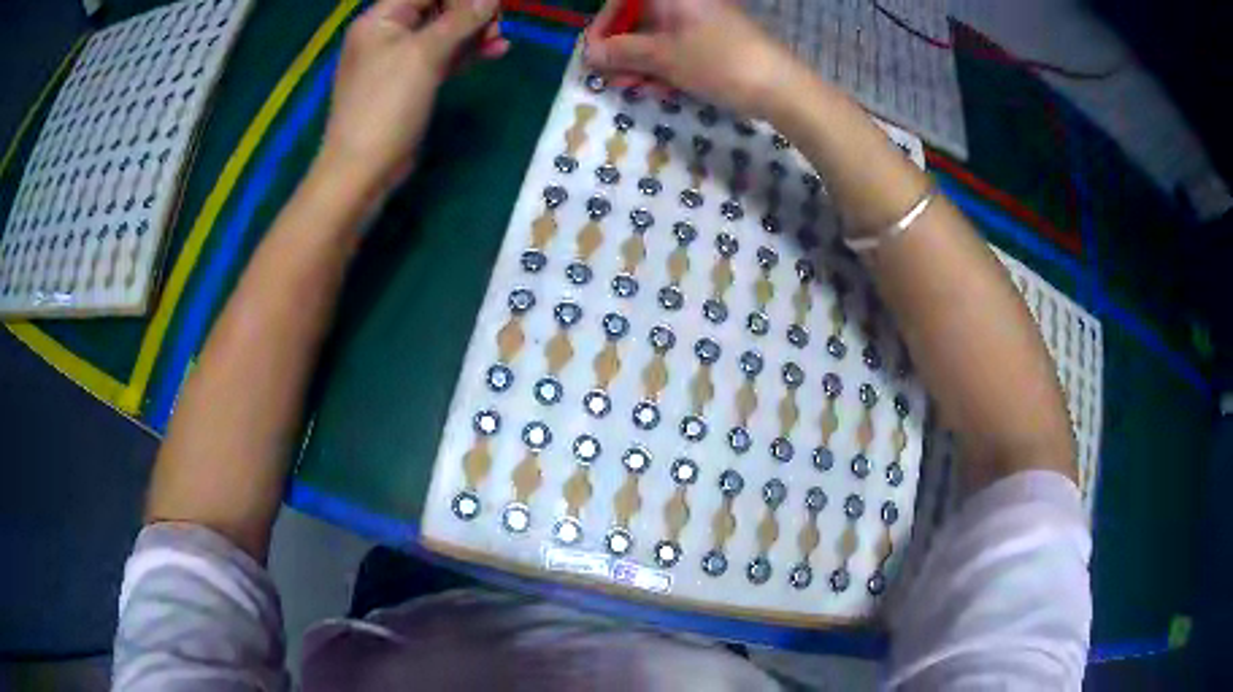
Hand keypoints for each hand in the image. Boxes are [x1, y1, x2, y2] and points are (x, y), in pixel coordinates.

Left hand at [319, 0, 508, 194]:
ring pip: (443, 31)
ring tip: (501, 39)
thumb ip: (460, 19)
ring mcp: (398, 59)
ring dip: (474, 31)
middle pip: (437, 6)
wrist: (362, 170)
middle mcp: (387, 33)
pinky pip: (442, 56)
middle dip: (471, 10)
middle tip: (499, 21)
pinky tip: (495, 50)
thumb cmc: (385, 106)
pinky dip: (466, 52)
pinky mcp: (410, 82)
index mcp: (380, 19)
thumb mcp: (424, 55)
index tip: (494, 3)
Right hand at [583, 0, 803, 119]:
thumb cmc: (718, 62)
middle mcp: (686, 3)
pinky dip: (665, 67)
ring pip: (658, 37)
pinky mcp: (715, 41)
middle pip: (640, 19)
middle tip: (613, 78)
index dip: (604, 25)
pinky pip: (679, 49)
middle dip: (622, 50)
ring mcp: (703, 22)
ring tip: (636, 89)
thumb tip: (589, 53)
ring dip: (641, 63)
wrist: (781, 87)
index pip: (623, 1)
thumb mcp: (663, 57)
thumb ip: (622, 52)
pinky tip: (662, 89)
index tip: (594, 53)